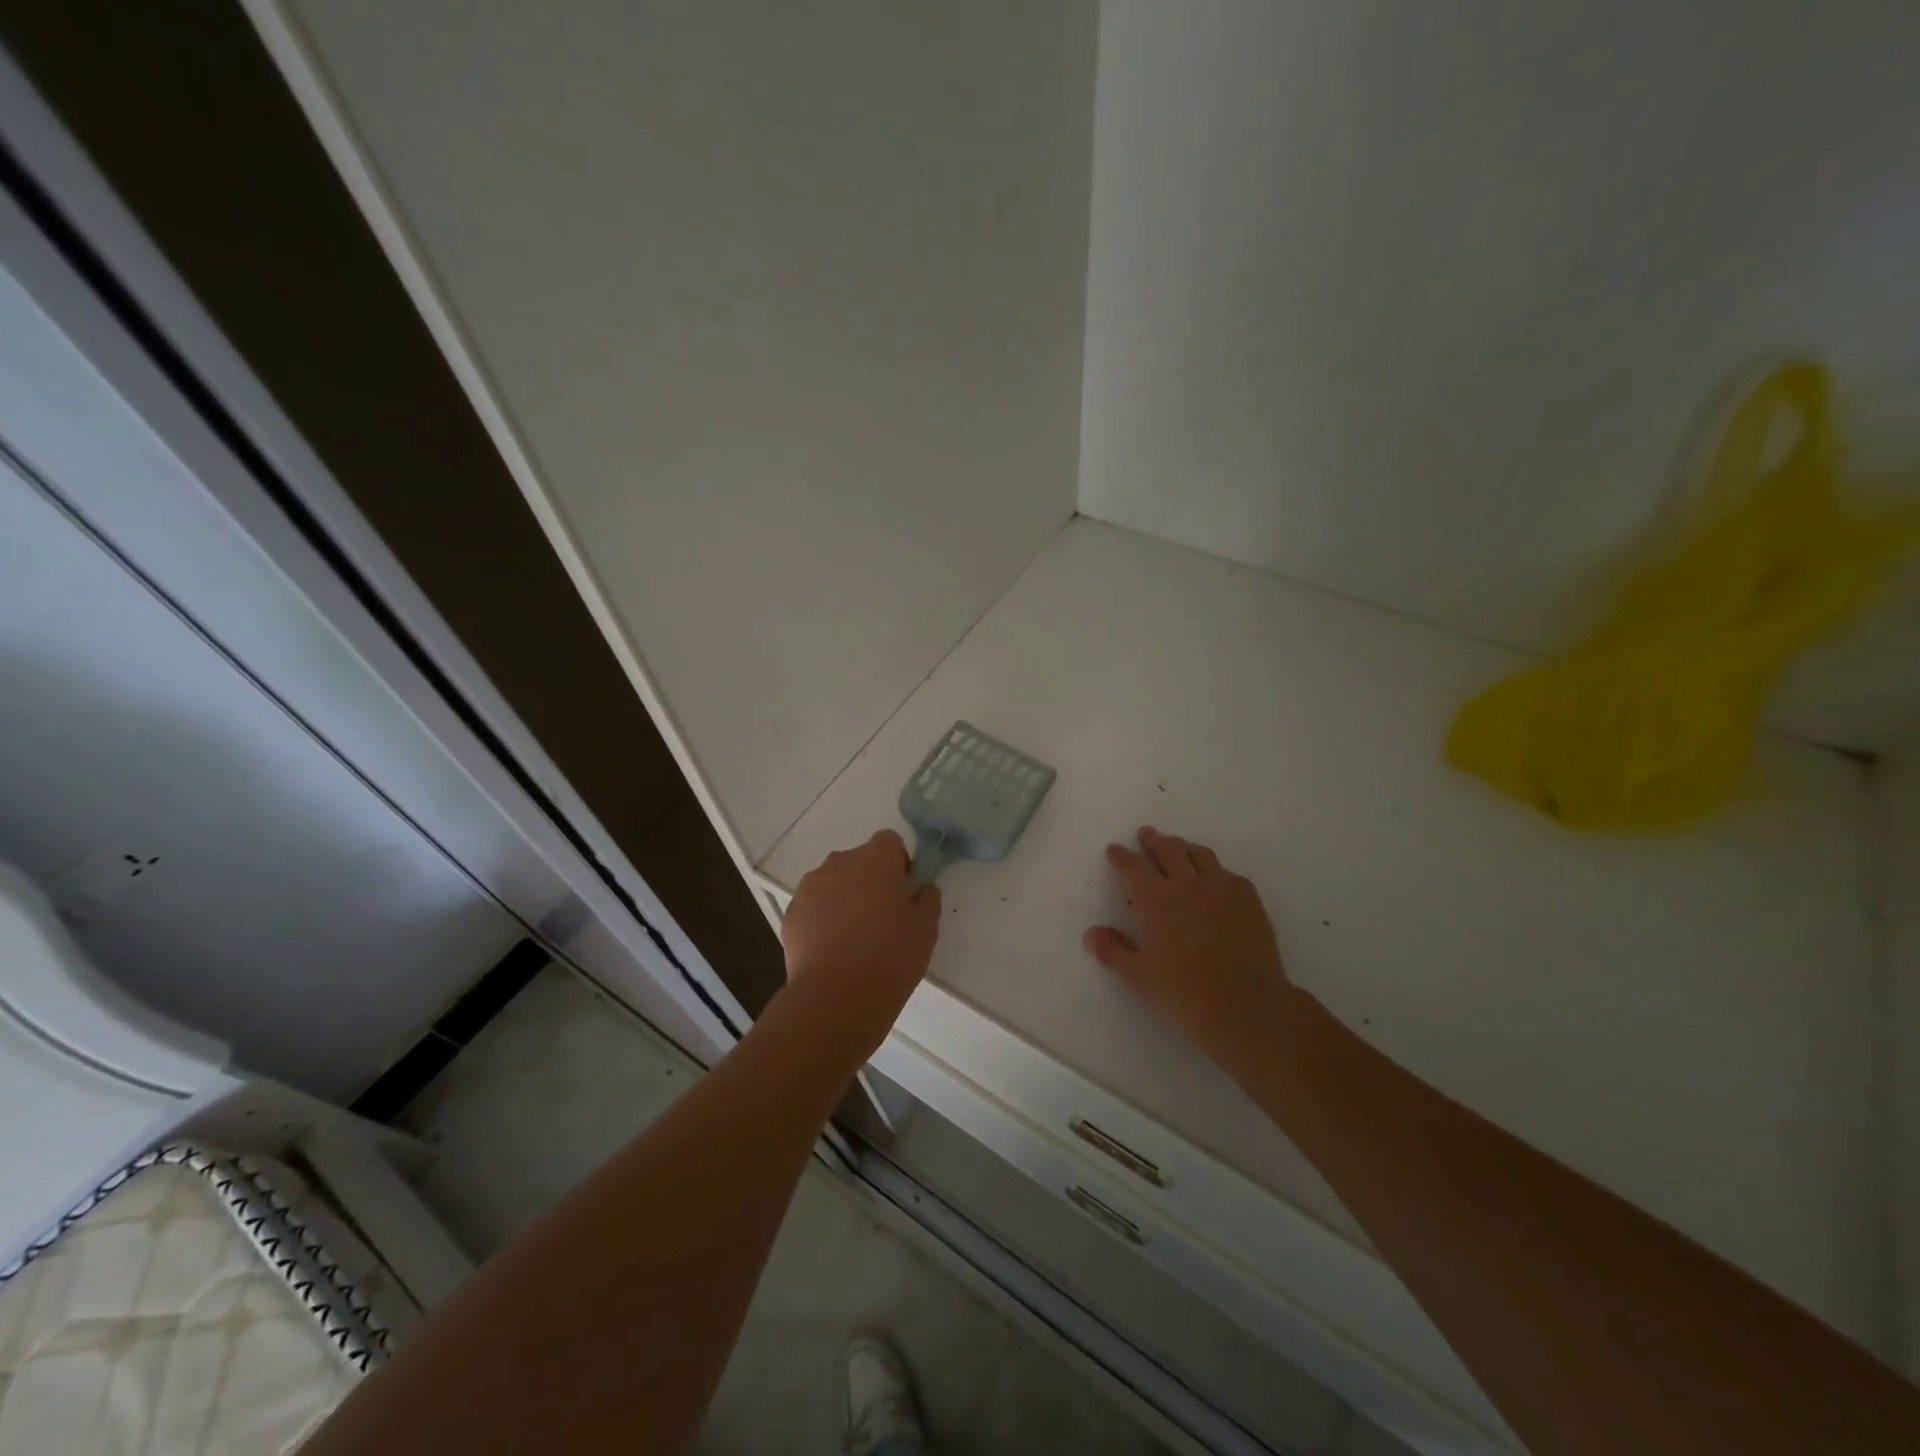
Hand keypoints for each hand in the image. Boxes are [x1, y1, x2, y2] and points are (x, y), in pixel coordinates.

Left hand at [782, 830, 941, 1032]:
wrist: (837, 997)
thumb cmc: (890, 958)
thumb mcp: (925, 929)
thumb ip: (927, 899)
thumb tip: (922, 888)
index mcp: (876, 860)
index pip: (889, 842)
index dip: (898, 863)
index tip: (902, 892)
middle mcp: (840, 862)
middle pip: (859, 860)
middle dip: (869, 880)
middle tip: (881, 917)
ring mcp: (811, 886)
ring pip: (833, 882)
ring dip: (843, 897)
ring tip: (852, 937)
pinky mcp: (791, 912)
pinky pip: (813, 905)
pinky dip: (822, 918)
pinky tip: (831, 949)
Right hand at [1083, 827, 1294, 1080]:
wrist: (1246, 1006)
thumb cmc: (1183, 992)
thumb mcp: (1138, 976)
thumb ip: (1113, 951)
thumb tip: (1092, 934)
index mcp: (1155, 898)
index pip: (1133, 867)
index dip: (1121, 856)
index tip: (1115, 850)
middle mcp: (1187, 885)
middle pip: (1168, 850)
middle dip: (1154, 841)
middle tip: (1147, 834)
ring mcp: (1222, 891)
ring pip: (1201, 856)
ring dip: (1186, 847)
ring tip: (1180, 846)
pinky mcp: (1250, 903)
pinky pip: (1232, 876)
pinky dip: (1219, 871)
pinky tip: (1219, 878)